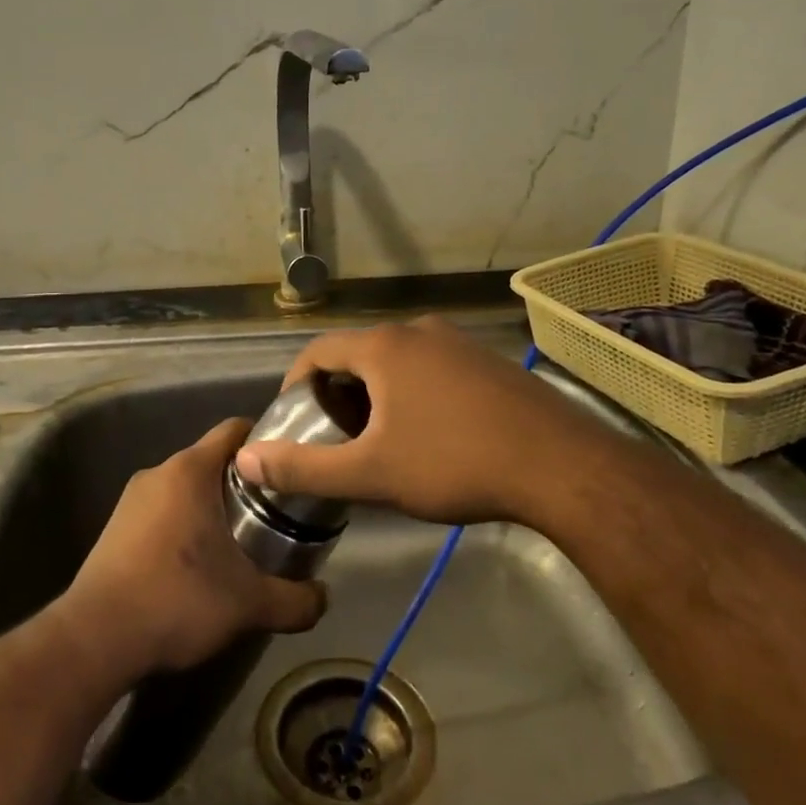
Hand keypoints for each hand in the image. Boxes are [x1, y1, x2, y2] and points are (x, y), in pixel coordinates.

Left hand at [62, 418, 326, 677]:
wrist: (95, 639)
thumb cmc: (178, 600)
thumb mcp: (249, 604)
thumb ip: (295, 600)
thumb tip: (324, 597)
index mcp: (190, 470)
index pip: (235, 429)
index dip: (267, 441)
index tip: (289, 468)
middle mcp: (159, 472)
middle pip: (212, 460)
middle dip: (244, 483)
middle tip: (275, 513)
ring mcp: (132, 500)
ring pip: (186, 488)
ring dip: (213, 507)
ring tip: (241, 543)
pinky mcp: (115, 528)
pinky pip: (163, 511)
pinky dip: (185, 525)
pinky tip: (198, 565)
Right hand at [233, 318, 600, 528]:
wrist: (560, 466)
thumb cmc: (454, 463)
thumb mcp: (370, 474)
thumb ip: (303, 468)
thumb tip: (245, 459)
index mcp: (384, 346)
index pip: (318, 351)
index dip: (296, 384)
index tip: (293, 421)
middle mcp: (418, 330)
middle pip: (358, 354)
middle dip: (338, 393)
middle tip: (334, 436)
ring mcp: (459, 342)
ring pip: (397, 361)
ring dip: (376, 393)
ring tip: (378, 438)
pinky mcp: (489, 361)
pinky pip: (432, 368)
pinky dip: (413, 392)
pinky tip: (429, 433)